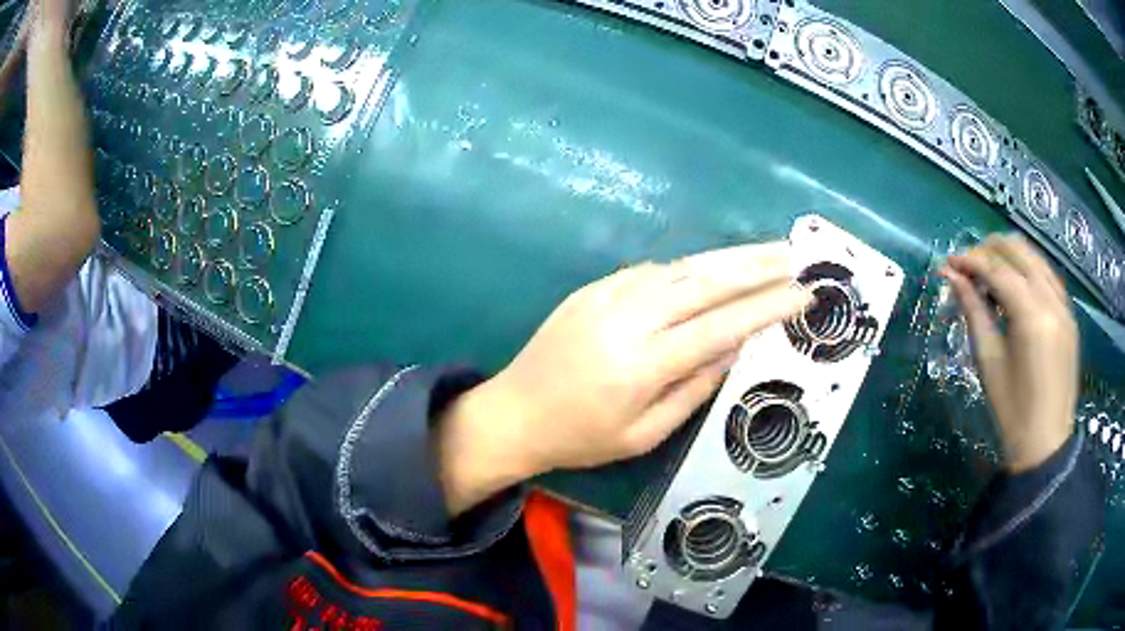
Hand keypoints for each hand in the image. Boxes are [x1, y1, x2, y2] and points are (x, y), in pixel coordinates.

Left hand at [438, 242, 811, 513]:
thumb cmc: (580, 438)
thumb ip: (694, 388)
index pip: (721, 326)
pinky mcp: (593, 288)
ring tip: (767, 253)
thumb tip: (736, 346)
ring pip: (681, 268)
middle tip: (794, 256)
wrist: (513, 413)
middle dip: (756, 265)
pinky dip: (689, 268)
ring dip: (728, 258)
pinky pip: (652, 272)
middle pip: (704, 281)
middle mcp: (627, 319)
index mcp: (642, 365)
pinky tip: (713, 269)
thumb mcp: (644, 433)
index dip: (766, 307)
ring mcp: (606, 296)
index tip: (802, 294)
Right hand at [943, 235, 1077, 472]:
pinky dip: (1028, 271)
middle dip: (989, 250)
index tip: (949, 263)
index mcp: (1032, 317)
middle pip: (1018, 250)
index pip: (997, 269)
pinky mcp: (1069, 315)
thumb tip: (951, 276)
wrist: (1046, 444)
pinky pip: (1047, 276)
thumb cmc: (1012, 412)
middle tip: (968, 266)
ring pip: (1035, 257)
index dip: (970, 260)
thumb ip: (974, 312)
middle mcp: (1052, 300)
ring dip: (1009, 256)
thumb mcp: (989, 363)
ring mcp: (1065, 305)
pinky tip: (1015, 287)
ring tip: (989, 273)